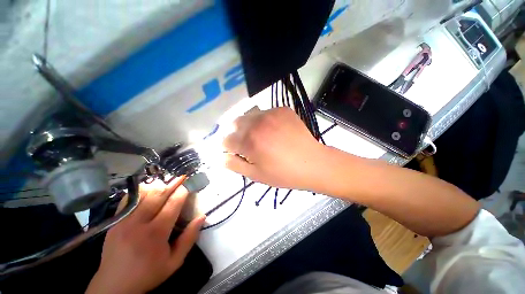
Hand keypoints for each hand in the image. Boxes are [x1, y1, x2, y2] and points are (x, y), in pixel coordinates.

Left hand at [86, 177, 205, 293]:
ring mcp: (124, 220)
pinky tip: (148, 190)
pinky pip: (129, 200)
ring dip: (158, 186)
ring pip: (143, 194)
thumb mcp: (174, 261)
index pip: (173, 204)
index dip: (183, 192)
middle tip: (181, 177)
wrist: (114, 286)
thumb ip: (190, 238)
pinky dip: (141, 192)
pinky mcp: (115, 221)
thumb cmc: (148, 274)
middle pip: (158, 195)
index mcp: (156, 233)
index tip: (189, 185)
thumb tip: (202, 216)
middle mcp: (138, 223)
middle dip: (172, 184)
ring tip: (167, 183)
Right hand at [223, 107, 326, 190]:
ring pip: (248, 115)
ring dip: (248, 126)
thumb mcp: (256, 175)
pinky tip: (273, 130)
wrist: (313, 163)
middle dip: (236, 135)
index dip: (228, 148)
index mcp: (249, 141)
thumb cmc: (283, 173)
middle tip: (246, 144)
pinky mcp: (282, 110)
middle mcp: (257, 123)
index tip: (235, 152)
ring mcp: (271, 113)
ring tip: (259, 136)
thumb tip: (221, 157)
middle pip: (234, 124)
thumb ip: (234, 165)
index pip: (225, 140)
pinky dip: (263, 121)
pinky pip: (265, 112)